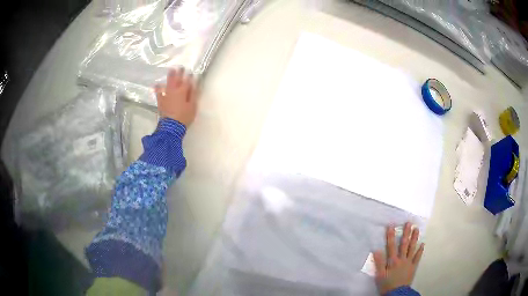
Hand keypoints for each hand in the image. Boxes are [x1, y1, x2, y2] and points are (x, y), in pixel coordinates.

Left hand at [154, 68, 197, 126]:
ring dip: (170, 76)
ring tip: (170, 70)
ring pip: (168, 83)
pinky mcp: (161, 101)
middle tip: (180, 67)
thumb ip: (193, 94)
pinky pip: (159, 92)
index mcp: (183, 91)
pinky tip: (156, 85)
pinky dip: (158, 88)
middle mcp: (174, 91)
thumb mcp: (193, 106)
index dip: (189, 76)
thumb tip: (194, 84)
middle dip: (179, 73)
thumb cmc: (184, 116)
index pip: (187, 81)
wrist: (171, 127)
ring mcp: (166, 95)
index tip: (191, 72)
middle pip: (177, 79)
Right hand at [373, 222, 423, 294]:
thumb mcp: (380, 275)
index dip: (391, 235)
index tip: (391, 225)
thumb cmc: (387, 284)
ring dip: (414, 238)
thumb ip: (379, 263)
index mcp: (393, 261)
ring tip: (417, 229)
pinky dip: (420, 250)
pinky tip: (423, 244)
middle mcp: (402, 259)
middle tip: (409, 223)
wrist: (397, 293)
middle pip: (404, 244)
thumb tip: (377, 250)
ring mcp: (409, 262)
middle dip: (406, 233)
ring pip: (412, 248)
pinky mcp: (413, 267)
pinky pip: (417, 257)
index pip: (391, 246)